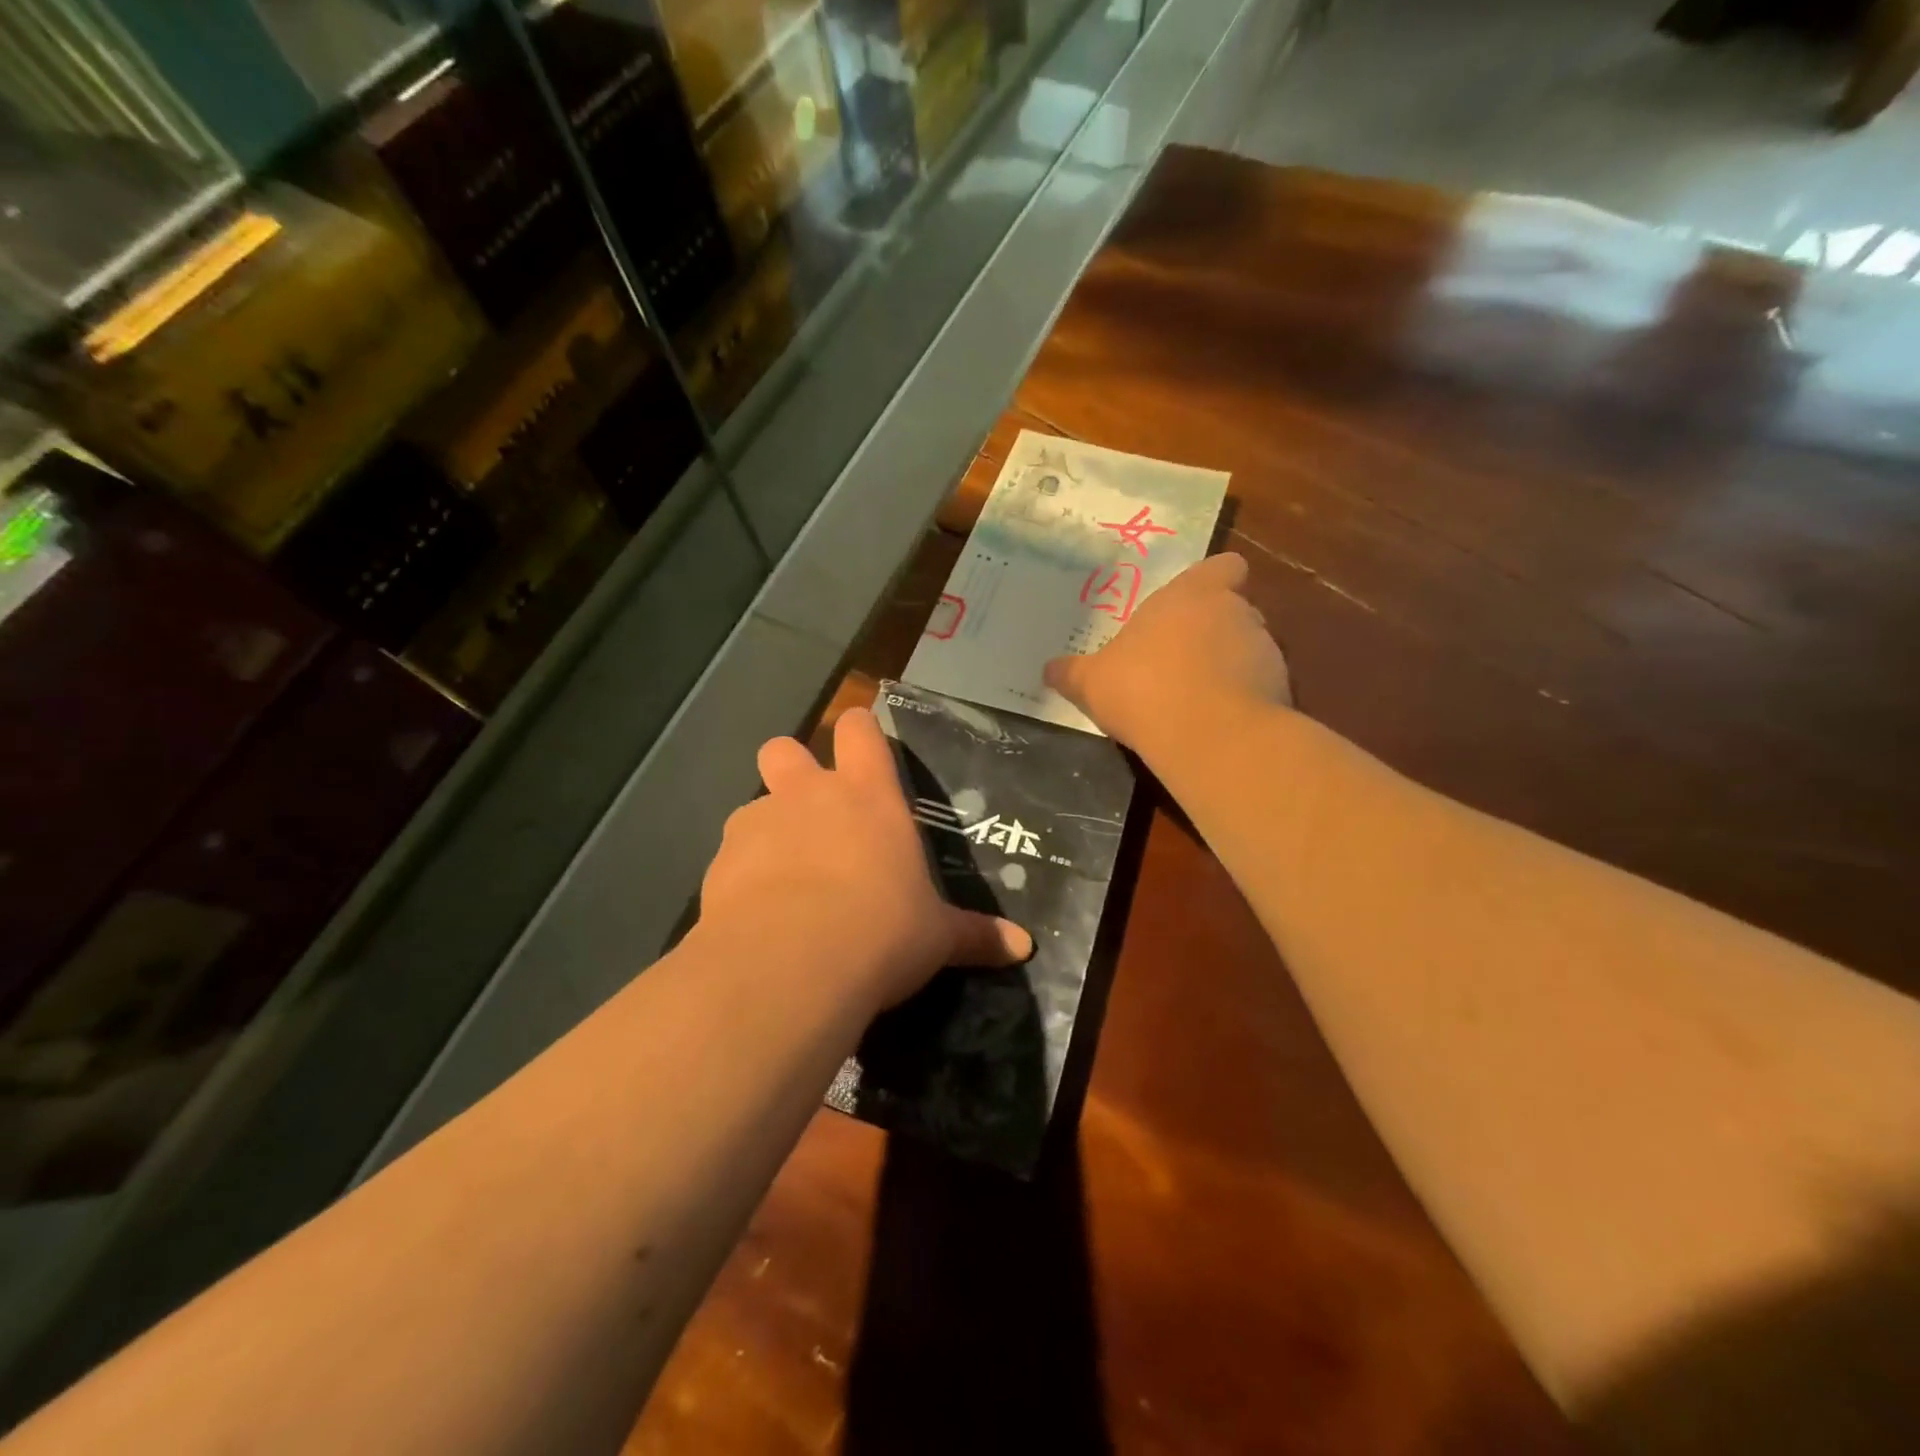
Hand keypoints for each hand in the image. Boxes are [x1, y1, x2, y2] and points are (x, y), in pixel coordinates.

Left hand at [701, 707, 1033, 1011]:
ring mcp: (758, 823)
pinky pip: (730, 857)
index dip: (859, 730)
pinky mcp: (719, 862)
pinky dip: (741, 877)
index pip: (859, 731)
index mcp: (868, 796)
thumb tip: (1024, 948)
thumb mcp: (936, 937)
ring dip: (766, 832)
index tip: (862, 744)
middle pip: (786, 749)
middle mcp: (809, 795)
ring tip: (781, 881)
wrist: (793, 963)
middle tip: (809, 811)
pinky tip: (756, 916)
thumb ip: (975, 936)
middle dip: (792, 768)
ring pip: (753, 806)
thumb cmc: (882, 931)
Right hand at [1044, 552, 1291, 754]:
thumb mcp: (1091, 682)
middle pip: (1234, 609)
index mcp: (1191, 595)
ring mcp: (1266, 650)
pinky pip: (1261, 686)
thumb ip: (1071, 672)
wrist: (1208, 736)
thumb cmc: (1143, 688)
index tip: (1195, 602)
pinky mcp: (1282, 689)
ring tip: (1199, 699)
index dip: (1213, 580)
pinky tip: (1217, 724)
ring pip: (1250, 648)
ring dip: (1230, 666)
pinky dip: (1244, 699)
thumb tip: (1047, 670)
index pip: (1223, 566)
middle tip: (1181, 660)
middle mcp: (1235, 611)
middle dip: (1214, 630)